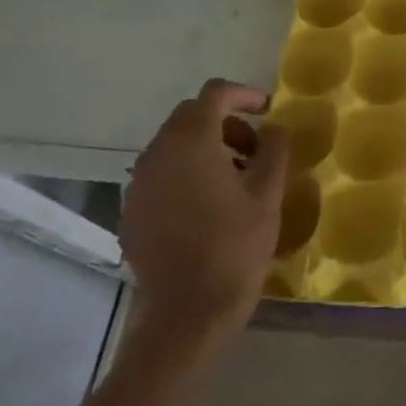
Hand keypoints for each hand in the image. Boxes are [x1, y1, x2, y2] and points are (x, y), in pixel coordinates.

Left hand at [120, 79, 288, 345]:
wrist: (188, 311)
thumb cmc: (236, 245)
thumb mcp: (268, 192)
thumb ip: (274, 148)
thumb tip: (272, 128)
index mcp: (192, 142)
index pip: (214, 94)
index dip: (243, 94)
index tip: (266, 109)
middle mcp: (158, 153)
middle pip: (191, 116)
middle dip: (225, 123)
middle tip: (254, 149)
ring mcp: (139, 182)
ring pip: (174, 144)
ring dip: (205, 147)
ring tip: (234, 178)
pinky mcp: (132, 209)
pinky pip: (161, 173)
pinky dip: (185, 172)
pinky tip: (207, 204)